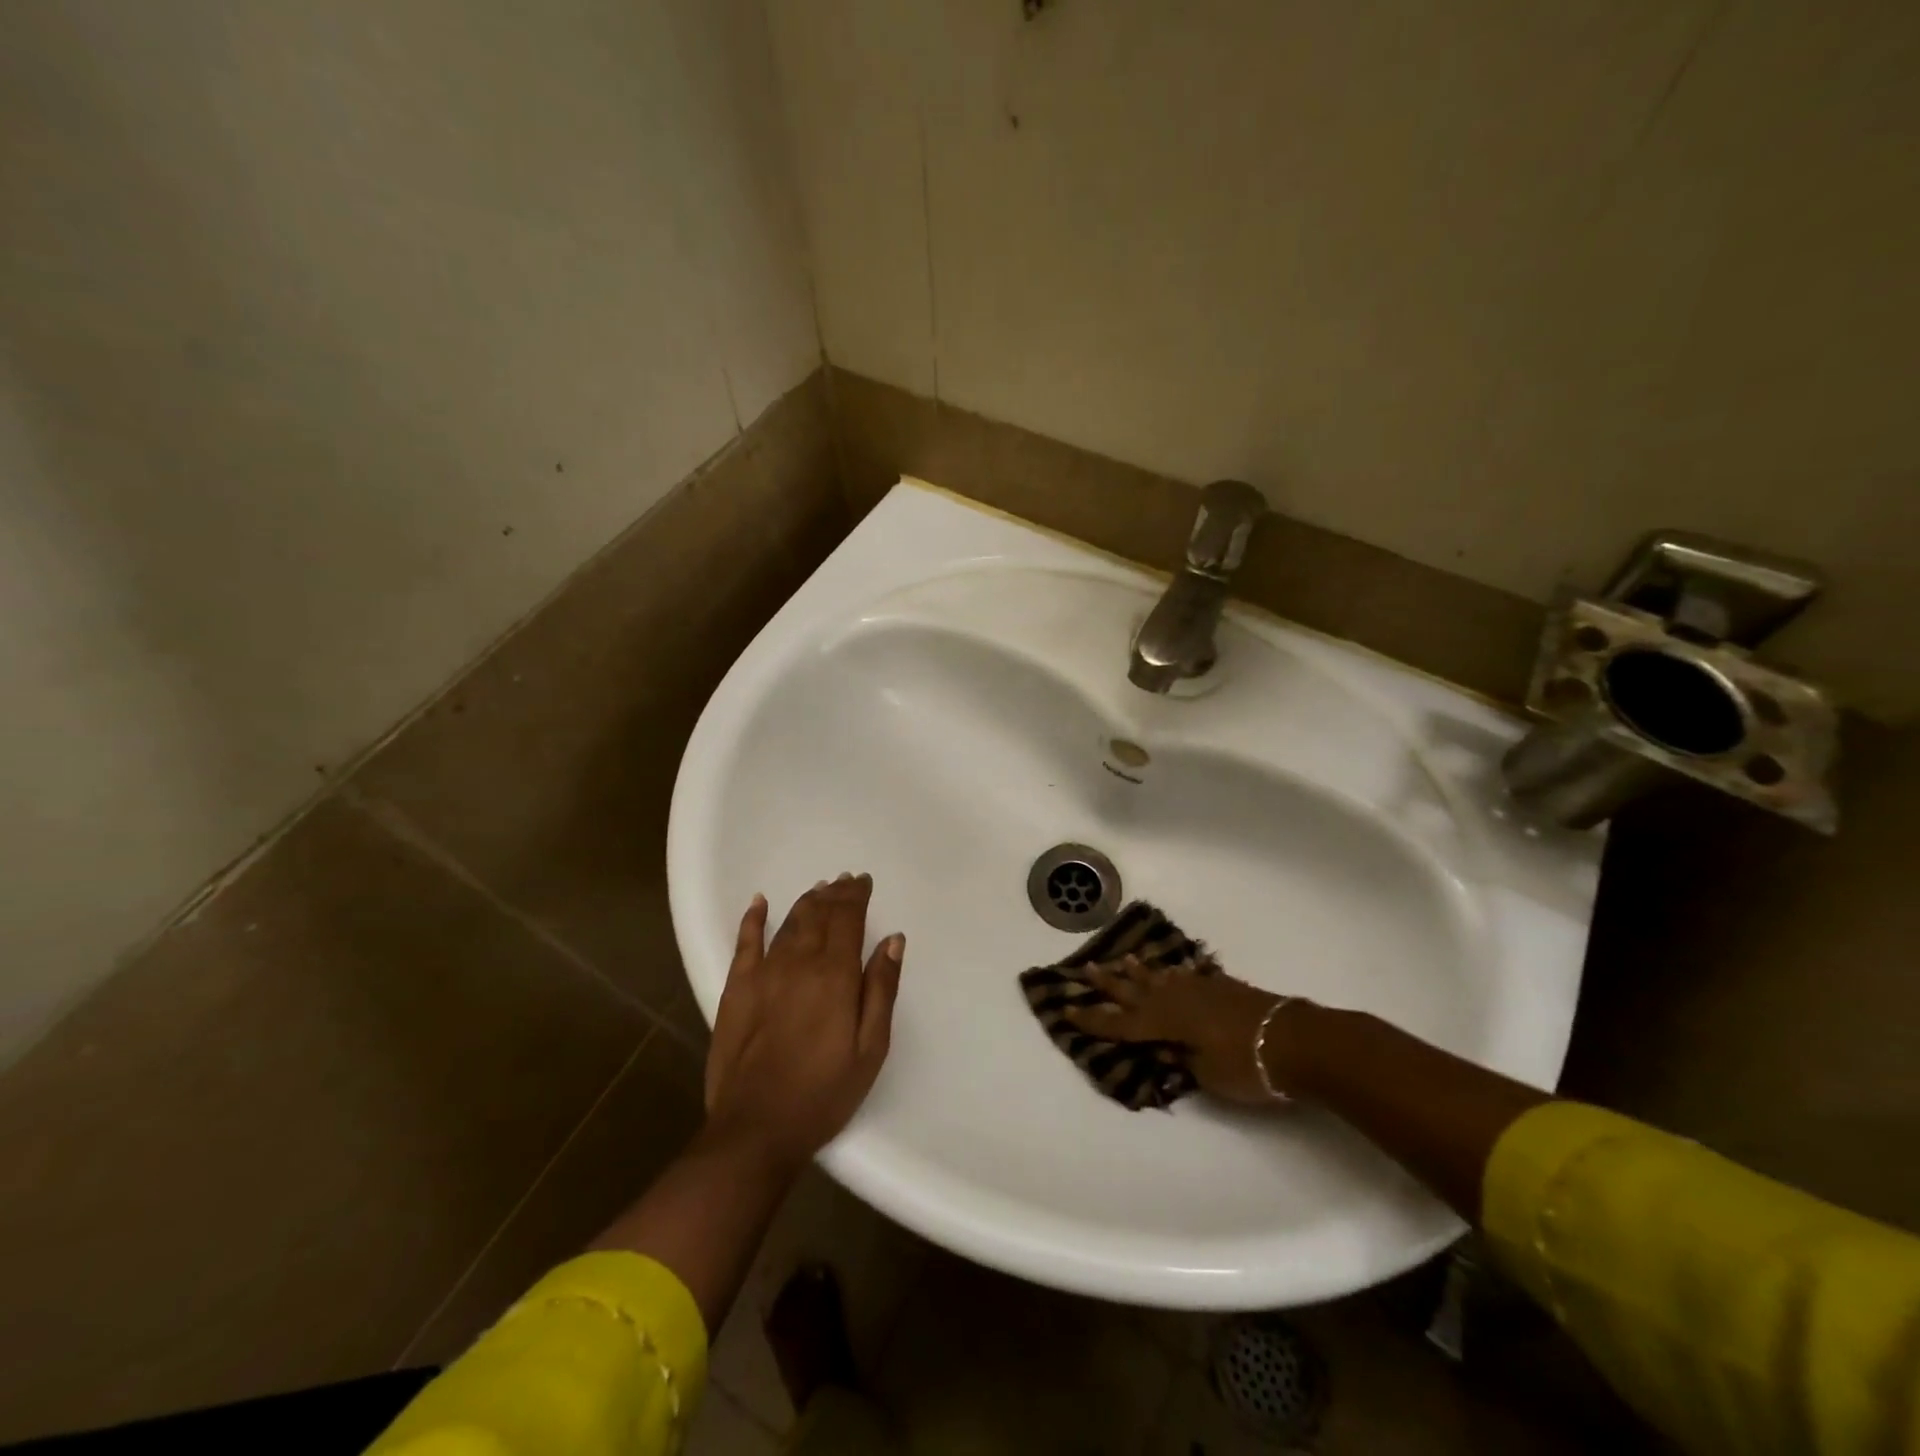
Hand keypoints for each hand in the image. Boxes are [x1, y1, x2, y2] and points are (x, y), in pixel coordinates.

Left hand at [704, 873, 904, 1166]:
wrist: (755, 1129)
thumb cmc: (824, 1093)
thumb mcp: (870, 1048)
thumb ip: (881, 990)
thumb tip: (894, 940)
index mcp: (835, 975)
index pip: (847, 919)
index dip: (856, 896)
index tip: (864, 882)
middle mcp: (798, 963)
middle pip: (818, 915)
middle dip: (834, 894)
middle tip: (845, 882)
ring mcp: (763, 974)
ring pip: (788, 924)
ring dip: (806, 903)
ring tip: (819, 890)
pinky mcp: (736, 990)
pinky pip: (745, 943)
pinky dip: (753, 919)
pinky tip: (760, 903)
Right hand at [1062, 956, 1307, 1104]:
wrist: (1294, 1039)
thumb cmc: (1247, 1065)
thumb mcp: (1207, 1075)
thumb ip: (1181, 1060)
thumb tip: (1167, 1050)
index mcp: (1166, 1022)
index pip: (1121, 1023)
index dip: (1094, 1019)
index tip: (1067, 1008)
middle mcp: (1176, 999)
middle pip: (1135, 991)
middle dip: (1110, 984)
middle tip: (1086, 969)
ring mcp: (1200, 989)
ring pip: (1160, 977)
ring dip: (1140, 972)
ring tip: (1123, 961)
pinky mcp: (1221, 987)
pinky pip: (1187, 975)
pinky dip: (1174, 973)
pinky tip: (1172, 970)